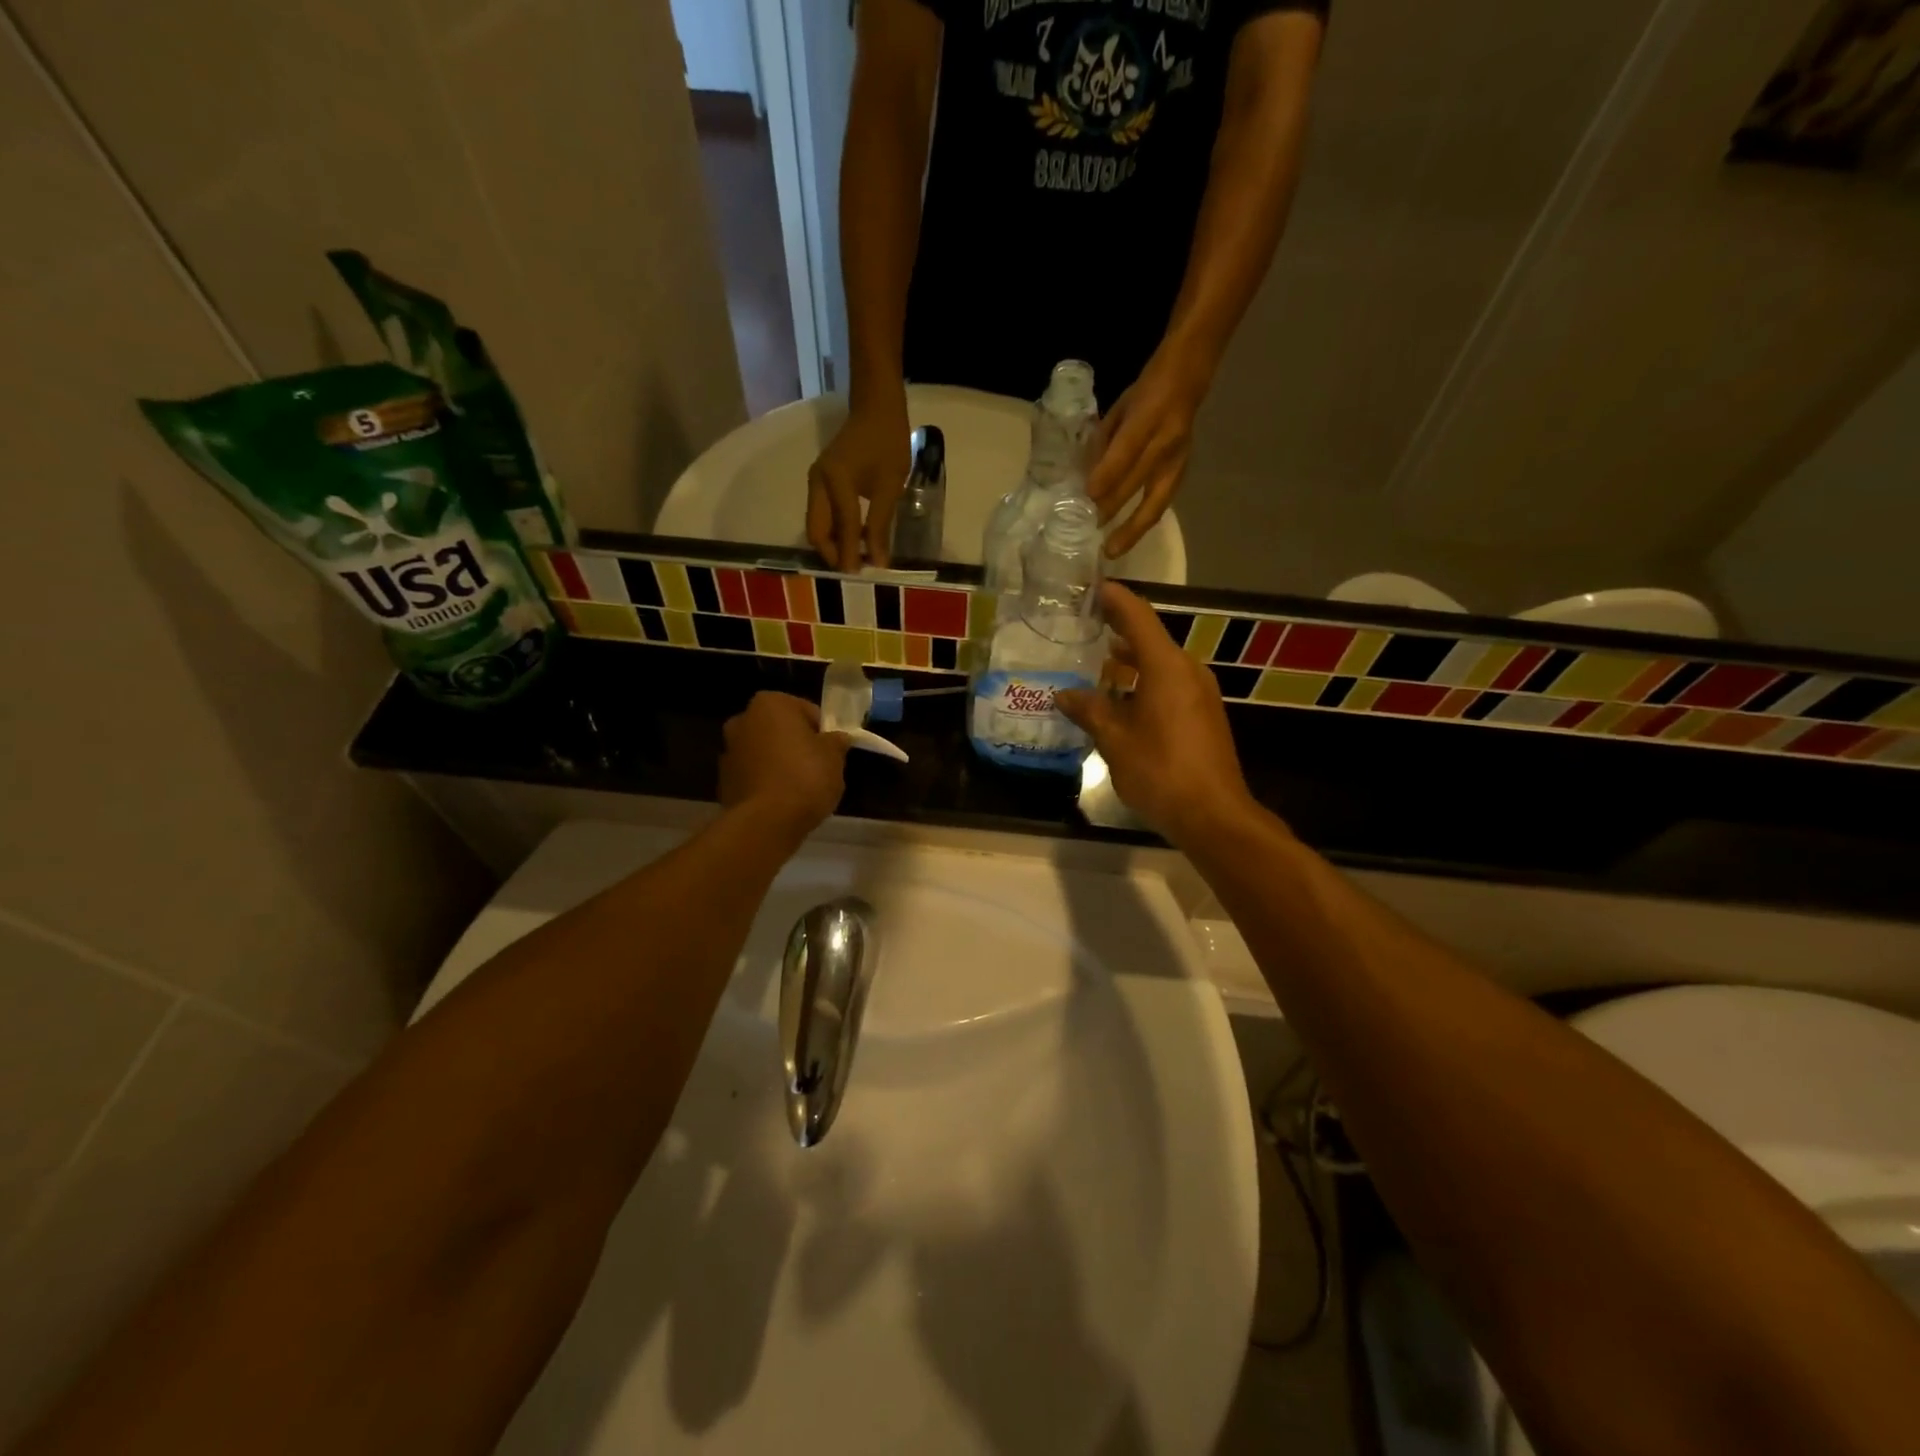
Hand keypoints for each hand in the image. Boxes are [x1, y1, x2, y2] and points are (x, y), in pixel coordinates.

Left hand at [720, 693, 850, 837]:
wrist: (766, 822)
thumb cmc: (805, 777)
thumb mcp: (834, 756)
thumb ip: (836, 741)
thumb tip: (836, 739)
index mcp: (771, 703)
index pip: (807, 711)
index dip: (823, 732)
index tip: (831, 752)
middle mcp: (743, 719)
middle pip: (781, 730)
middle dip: (796, 744)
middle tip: (817, 768)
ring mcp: (728, 751)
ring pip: (765, 752)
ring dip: (779, 763)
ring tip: (799, 789)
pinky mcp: (723, 780)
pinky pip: (754, 775)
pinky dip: (766, 782)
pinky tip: (781, 801)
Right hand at [807, 396, 911, 570]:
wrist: (876, 409)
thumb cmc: (888, 443)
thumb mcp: (891, 487)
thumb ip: (881, 525)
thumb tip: (877, 561)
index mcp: (835, 481)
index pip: (842, 528)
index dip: (850, 554)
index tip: (860, 576)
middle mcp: (817, 483)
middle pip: (816, 531)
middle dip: (832, 553)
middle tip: (854, 569)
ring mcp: (816, 481)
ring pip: (816, 524)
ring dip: (833, 543)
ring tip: (856, 557)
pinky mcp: (820, 481)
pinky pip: (821, 514)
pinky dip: (834, 530)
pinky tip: (854, 538)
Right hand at [1055, 584, 1253, 846]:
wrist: (1213, 814)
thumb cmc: (1160, 771)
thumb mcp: (1114, 740)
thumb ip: (1089, 710)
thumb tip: (1064, 694)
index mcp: (1166, 667)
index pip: (1137, 617)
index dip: (1114, 599)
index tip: (1091, 586)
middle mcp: (1188, 671)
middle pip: (1150, 638)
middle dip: (1118, 630)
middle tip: (1084, 624)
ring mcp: (1200, 693)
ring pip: (1161, 664)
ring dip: (1131, 660)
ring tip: (1096, 661)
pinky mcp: (1204, 715)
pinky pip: (1170, 684)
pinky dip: (1145, 681)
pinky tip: (1121, 698)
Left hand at [1087, 349, 1208, 559]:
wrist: (1189, 377)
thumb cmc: (1147, 391)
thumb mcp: (1119, 408)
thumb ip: (1104, 442)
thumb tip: (1086, 477)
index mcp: (1147, 418)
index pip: (1125, 452)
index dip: (1106, 475)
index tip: (1087, 496)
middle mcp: (1165, 442)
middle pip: (1137, 483)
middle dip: (1111, 508)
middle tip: (1088, 530)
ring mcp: (1177, 460)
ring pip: (1155, 502)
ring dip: (1132, 528)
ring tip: (1113, 549)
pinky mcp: (1182, 472)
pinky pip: (1161, 503)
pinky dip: (1143, 521)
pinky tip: (1128, 536)